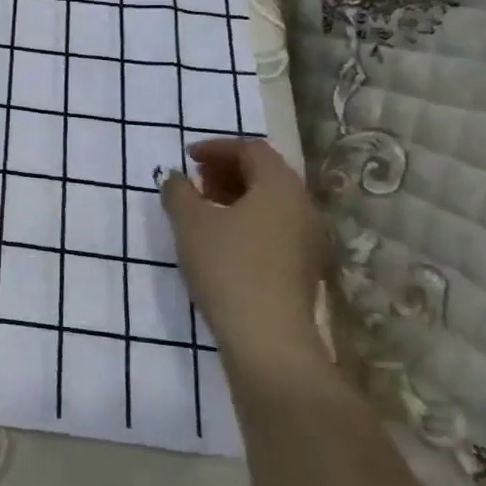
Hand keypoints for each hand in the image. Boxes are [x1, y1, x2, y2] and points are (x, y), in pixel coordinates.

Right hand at [160, 138, 331, 377]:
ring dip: (237, 196)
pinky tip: (222, 240)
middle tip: (195, 181)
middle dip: (228, 170)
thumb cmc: (228, 267)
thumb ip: (178, 191)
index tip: (187, 157)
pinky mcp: (304, 267)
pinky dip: (248, 220)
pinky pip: (275, 226)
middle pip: (266, 173)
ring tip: (204, 209)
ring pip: (271, 202)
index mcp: (280, 186)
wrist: (268, 338)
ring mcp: (309, 239)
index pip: (252, 148)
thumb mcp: (190, 223)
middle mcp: (303, 206)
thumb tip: (176, 178)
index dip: (217, 147)